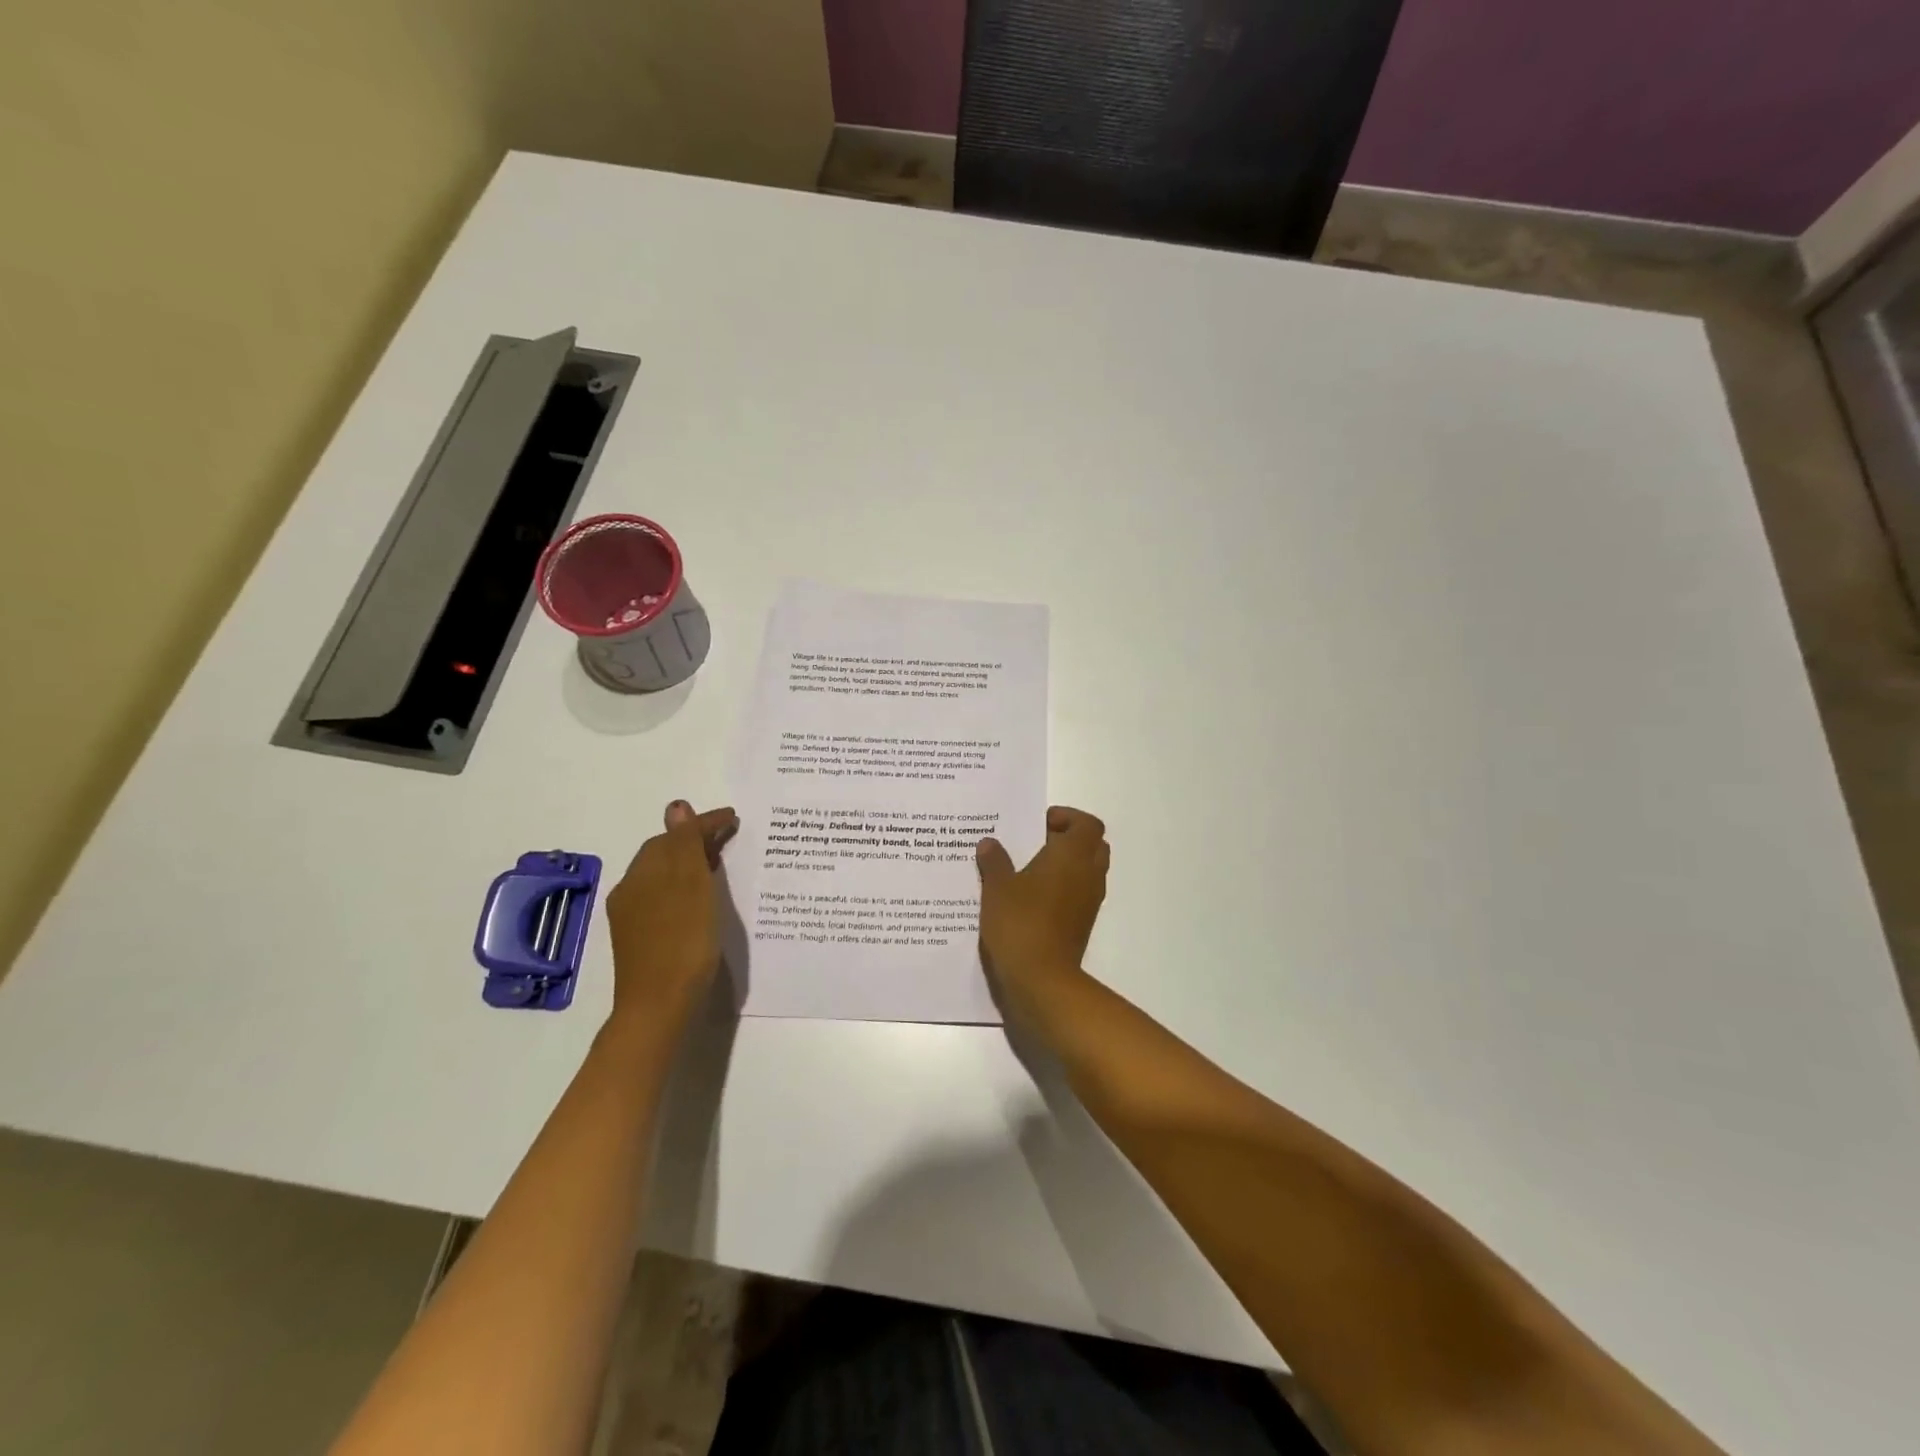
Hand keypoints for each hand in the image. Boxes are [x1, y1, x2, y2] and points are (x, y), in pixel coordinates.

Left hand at [604, 800, 737, 1025]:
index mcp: (643, 873)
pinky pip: (663, 896)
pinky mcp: (639, 939)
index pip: (675, 835)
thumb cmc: (682, 942)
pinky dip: (684, 886)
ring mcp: (632, 916)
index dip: (704, 823)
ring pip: (663, 876)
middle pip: (664, 853)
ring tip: (719, 863)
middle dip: (694, 840)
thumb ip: (685, 845)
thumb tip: (678, 806)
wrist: (659, 1007)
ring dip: (689, 863)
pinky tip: (700, 898)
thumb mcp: (691, 886)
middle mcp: (631, 889)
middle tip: (728, 837)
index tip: (734, 818)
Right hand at [975, 806, 1109, 1018]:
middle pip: (1092, 845)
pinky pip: (1078, 894)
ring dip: (1066, 865)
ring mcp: (1089, 902)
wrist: (1041, 979)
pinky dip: (1063, 889)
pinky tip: (1030, 898)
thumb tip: (990, 843)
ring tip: (1028, 870)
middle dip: (1068, 839)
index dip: (1067, 817)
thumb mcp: (997, 888)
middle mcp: (1088, 874)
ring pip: (1087, 871)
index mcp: (1072, 855)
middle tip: (1036, 843)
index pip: (1087, 824)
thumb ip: (994, 861)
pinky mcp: (1082, 924)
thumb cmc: (1020, 923)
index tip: (1039, 824)